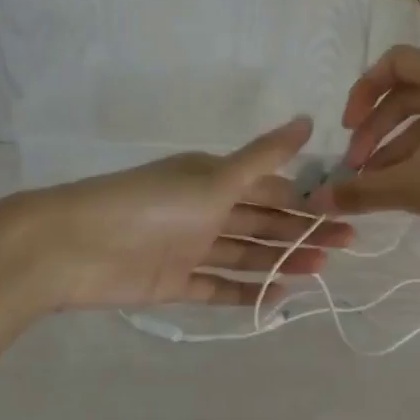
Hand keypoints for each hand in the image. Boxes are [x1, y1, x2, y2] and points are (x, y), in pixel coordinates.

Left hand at [13, 115, 352, 311]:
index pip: (269, 188)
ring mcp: (190, 247)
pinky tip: (278, 298)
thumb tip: (308, 120)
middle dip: (303, 232)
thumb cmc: (151, 205)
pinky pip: (218, 286)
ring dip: (282, 261)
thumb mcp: (214, 178)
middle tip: (347, 245)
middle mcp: (205, 210)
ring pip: (246, 254)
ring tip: (321, 272)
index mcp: (213, 178)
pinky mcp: (174, 282)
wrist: (73, 248)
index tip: (344, 209)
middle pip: (263, 223)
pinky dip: (246, 292)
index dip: (305, 198)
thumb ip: (263, 157)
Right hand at [306, 47, 419, 251]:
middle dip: (376, 129)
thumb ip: (364, 190)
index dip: (362, 92)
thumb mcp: (417, 186)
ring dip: (397, 146)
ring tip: (376, 185)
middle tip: (357, 167)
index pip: (393, 63)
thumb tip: (320, 200)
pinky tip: (410, 187)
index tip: (348, 129)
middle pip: (407, 93)